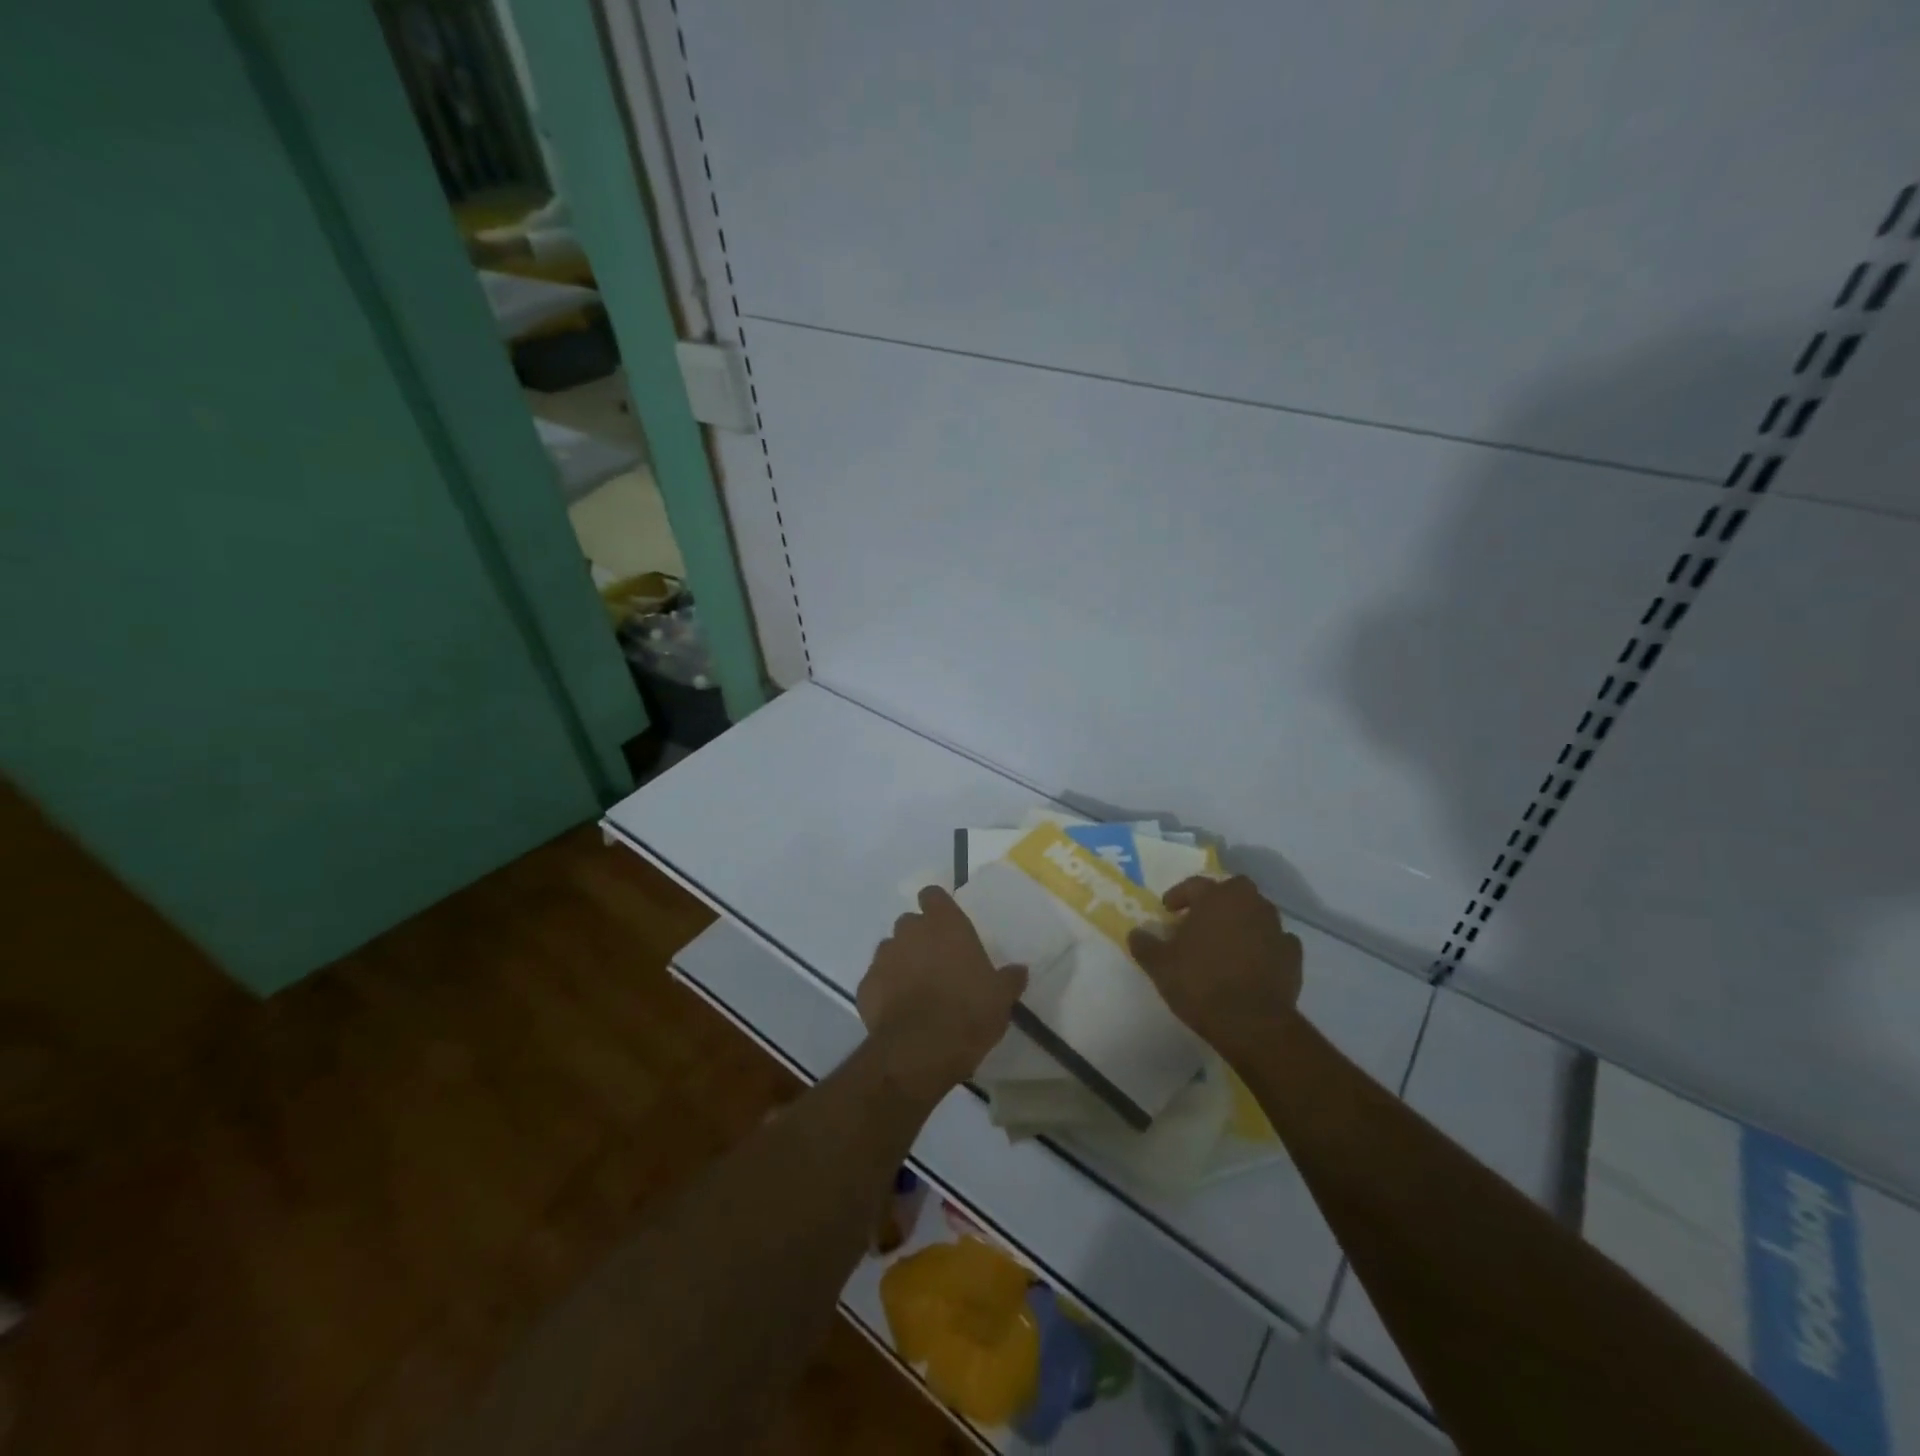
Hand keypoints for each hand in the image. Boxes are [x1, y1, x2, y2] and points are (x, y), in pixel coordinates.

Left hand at [858, 887, 1027, 1104]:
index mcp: (945, 925)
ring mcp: (883, 957)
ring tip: (915, 990)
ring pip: (890, 950)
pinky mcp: (864, 986)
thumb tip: (1019, 970)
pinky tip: (898, 1012)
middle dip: (919, 938)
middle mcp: (910, 932)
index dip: (937, 907)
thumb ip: (1009, 979)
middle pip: (910, 923)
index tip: (945, 925)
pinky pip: (875, 981)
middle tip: (936, 964)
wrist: (920, 1050)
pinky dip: (884, 991)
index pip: (932, 895)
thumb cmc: (968, 1012)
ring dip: (900, 962)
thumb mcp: (1001, 998)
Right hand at [1128, 876, 1303, 1060]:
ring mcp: (1275, 928)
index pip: (1194, 884)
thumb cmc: (1200, 984)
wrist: (1252, 1023)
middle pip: (1233, 890)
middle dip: (1218, 900)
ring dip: (1242, 920)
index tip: (1168, 910)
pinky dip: (1264, 944)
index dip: (1178, 896)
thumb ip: (1145, 945)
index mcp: (1215, 899)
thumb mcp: (1160, 966)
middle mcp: (1249, 904)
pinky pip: (1276, 940)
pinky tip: (1253, 961)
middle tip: (1201, 919)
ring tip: (1226, 942)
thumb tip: (1136, 933)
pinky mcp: (1293, 955)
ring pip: (1257, 912)